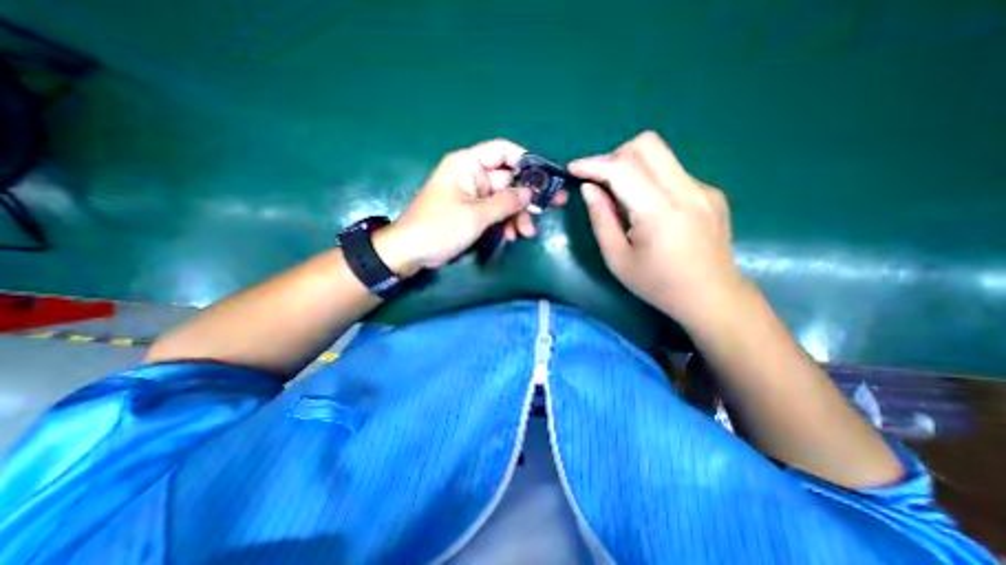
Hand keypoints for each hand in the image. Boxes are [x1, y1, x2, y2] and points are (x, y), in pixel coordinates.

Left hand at [376, 139, 568, 274]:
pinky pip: (496, 212)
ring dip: (518, 215)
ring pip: (505, 199)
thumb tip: (530, 193)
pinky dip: (506, 223)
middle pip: (508, 179)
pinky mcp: (473, 212)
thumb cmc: (440, 227)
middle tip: (553, 205)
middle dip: (527, 196)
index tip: (545, 176)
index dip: (526, 160)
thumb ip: (506, 202)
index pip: (502, 151)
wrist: (412, 251)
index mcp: (468, 164)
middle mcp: (472, 175)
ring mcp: (473, 195)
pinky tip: (512, 236)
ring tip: (526, 233)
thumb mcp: (476, 215)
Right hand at [570, 130, 741, 327]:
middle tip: (601, 181)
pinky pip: (673, 173)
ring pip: (661, 155)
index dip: (593, 164)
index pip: (622, 168)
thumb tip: (589, 189)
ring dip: (633, 167)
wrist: (711, 297)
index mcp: (659, 212)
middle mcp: (686, 190)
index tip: (574, 168)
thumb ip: (601, 219)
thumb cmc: (658, 284)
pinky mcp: (711, 193)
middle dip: (615, 156)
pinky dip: (651, 181)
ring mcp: (704, 189)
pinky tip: (651, 211)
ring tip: (624, 199)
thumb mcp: (617, 259)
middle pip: (647, 144)